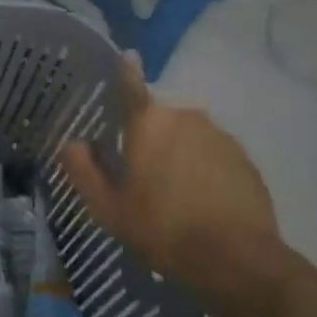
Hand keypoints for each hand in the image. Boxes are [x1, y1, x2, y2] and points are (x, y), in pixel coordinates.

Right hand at [57, 52, 280, 309]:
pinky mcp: (246, 160)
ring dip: (179, 153)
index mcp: (148, 122)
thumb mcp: (108, 206)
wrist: (236, 261)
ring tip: (175, 192)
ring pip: (189, 136)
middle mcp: (185, 117)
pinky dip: (205, 169)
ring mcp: (220, 137)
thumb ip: (83, 170)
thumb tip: (70, 143)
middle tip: (142, 173)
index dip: (125, 69)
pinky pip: (214, 155)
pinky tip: (202, 201)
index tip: (126, 55)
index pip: (131, 84)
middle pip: (160, 118)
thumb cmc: (161, 228)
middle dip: (150, 136)